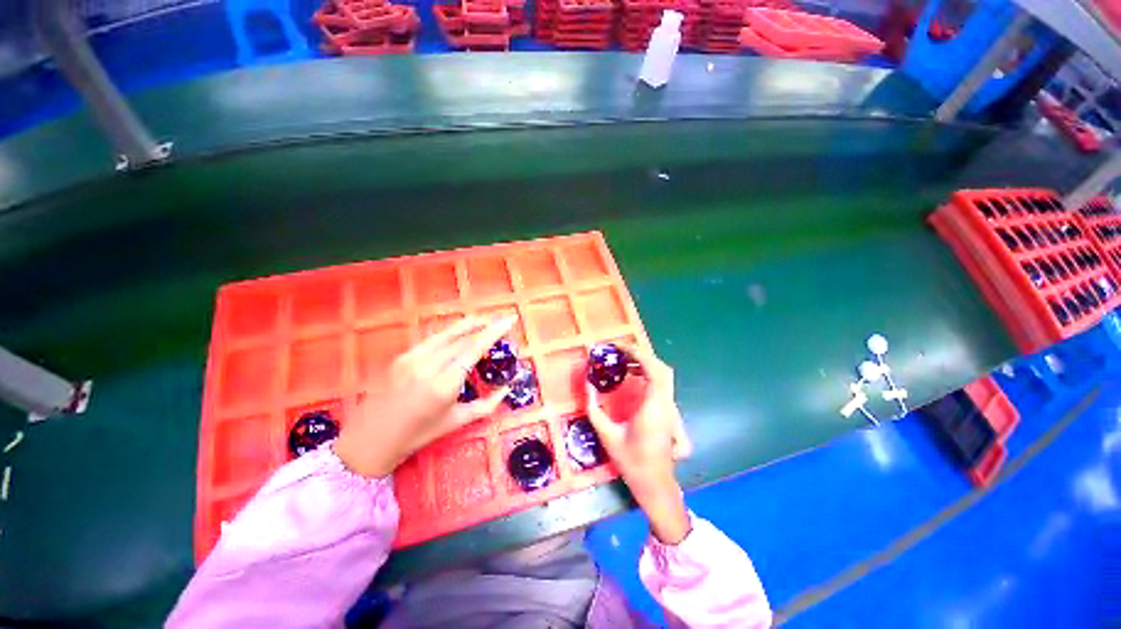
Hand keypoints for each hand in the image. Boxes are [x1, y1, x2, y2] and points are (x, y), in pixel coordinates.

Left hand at [334, 316, 514, 477]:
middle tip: (502, 321)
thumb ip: (487, 405)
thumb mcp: (457, 422)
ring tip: (486, 319)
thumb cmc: (417, 435)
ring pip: (448, 332)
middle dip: (486, 326)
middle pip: (463, 337)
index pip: (474, 348)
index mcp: (444, 384)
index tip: (509, 319)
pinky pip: (433, 338)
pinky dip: (451, 332)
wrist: (370, 439)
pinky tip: (461, 331)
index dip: (494, 331)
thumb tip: (508, 388)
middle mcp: (428, 365)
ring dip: (469, 324)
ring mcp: (412, 358)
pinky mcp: (402, 356)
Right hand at [586, 346, 692, 544]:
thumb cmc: (631, 462)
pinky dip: (649, 374)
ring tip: (623, 361)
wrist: (655, 484)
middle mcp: (666, 405)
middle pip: (662, 369)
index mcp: (653, 409)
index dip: (638, 355)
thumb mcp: (607, 435)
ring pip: (664, 375)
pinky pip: (662, 384)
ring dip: (645, 364)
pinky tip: (633, 376)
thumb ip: (594, 408)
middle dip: (642, 355)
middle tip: (620, 352)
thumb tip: (588, 384)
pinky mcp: (669, 412)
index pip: (654, 371)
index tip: (620, 348)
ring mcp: (670, 408)